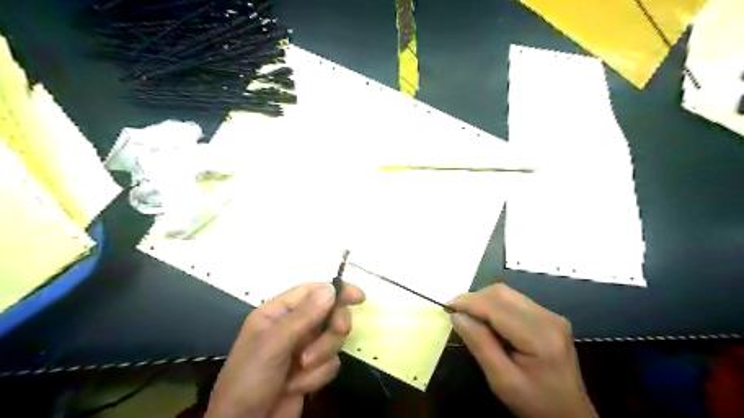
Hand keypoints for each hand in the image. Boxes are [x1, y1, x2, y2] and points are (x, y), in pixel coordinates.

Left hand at [205, 280, 364, 417]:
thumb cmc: (250, 379)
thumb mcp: (273, 344)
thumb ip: (303, 317)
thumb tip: (331, 289)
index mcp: (278, 312)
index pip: (313, 291)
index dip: (337, 291)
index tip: (359, 297)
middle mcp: (293, 326)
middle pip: (329, 314)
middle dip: (332, 327)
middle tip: (339, 331)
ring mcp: (303, 348)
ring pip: (332, 339)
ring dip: (321, 355)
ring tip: (300, 370)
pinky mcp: (312, 370)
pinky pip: (331, 363)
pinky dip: (317, 376)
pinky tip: (297, 386)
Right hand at [447, 283, 597, 417]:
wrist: (570, 416)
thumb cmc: (535, 403)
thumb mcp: (502, 380)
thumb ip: (479, 344)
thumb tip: (457, 315)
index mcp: (539, 336)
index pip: (496, 306)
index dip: (468, 302)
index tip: (446, 307)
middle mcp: (548, 318)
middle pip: (502, 293)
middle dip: (474, 299)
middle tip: (456, 314)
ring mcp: (551, 315)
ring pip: (507, 294)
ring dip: (483, 301)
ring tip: (470, 318)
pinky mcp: (549, 317)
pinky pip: (514, 301)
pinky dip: (495, 306)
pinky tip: (488, 322)